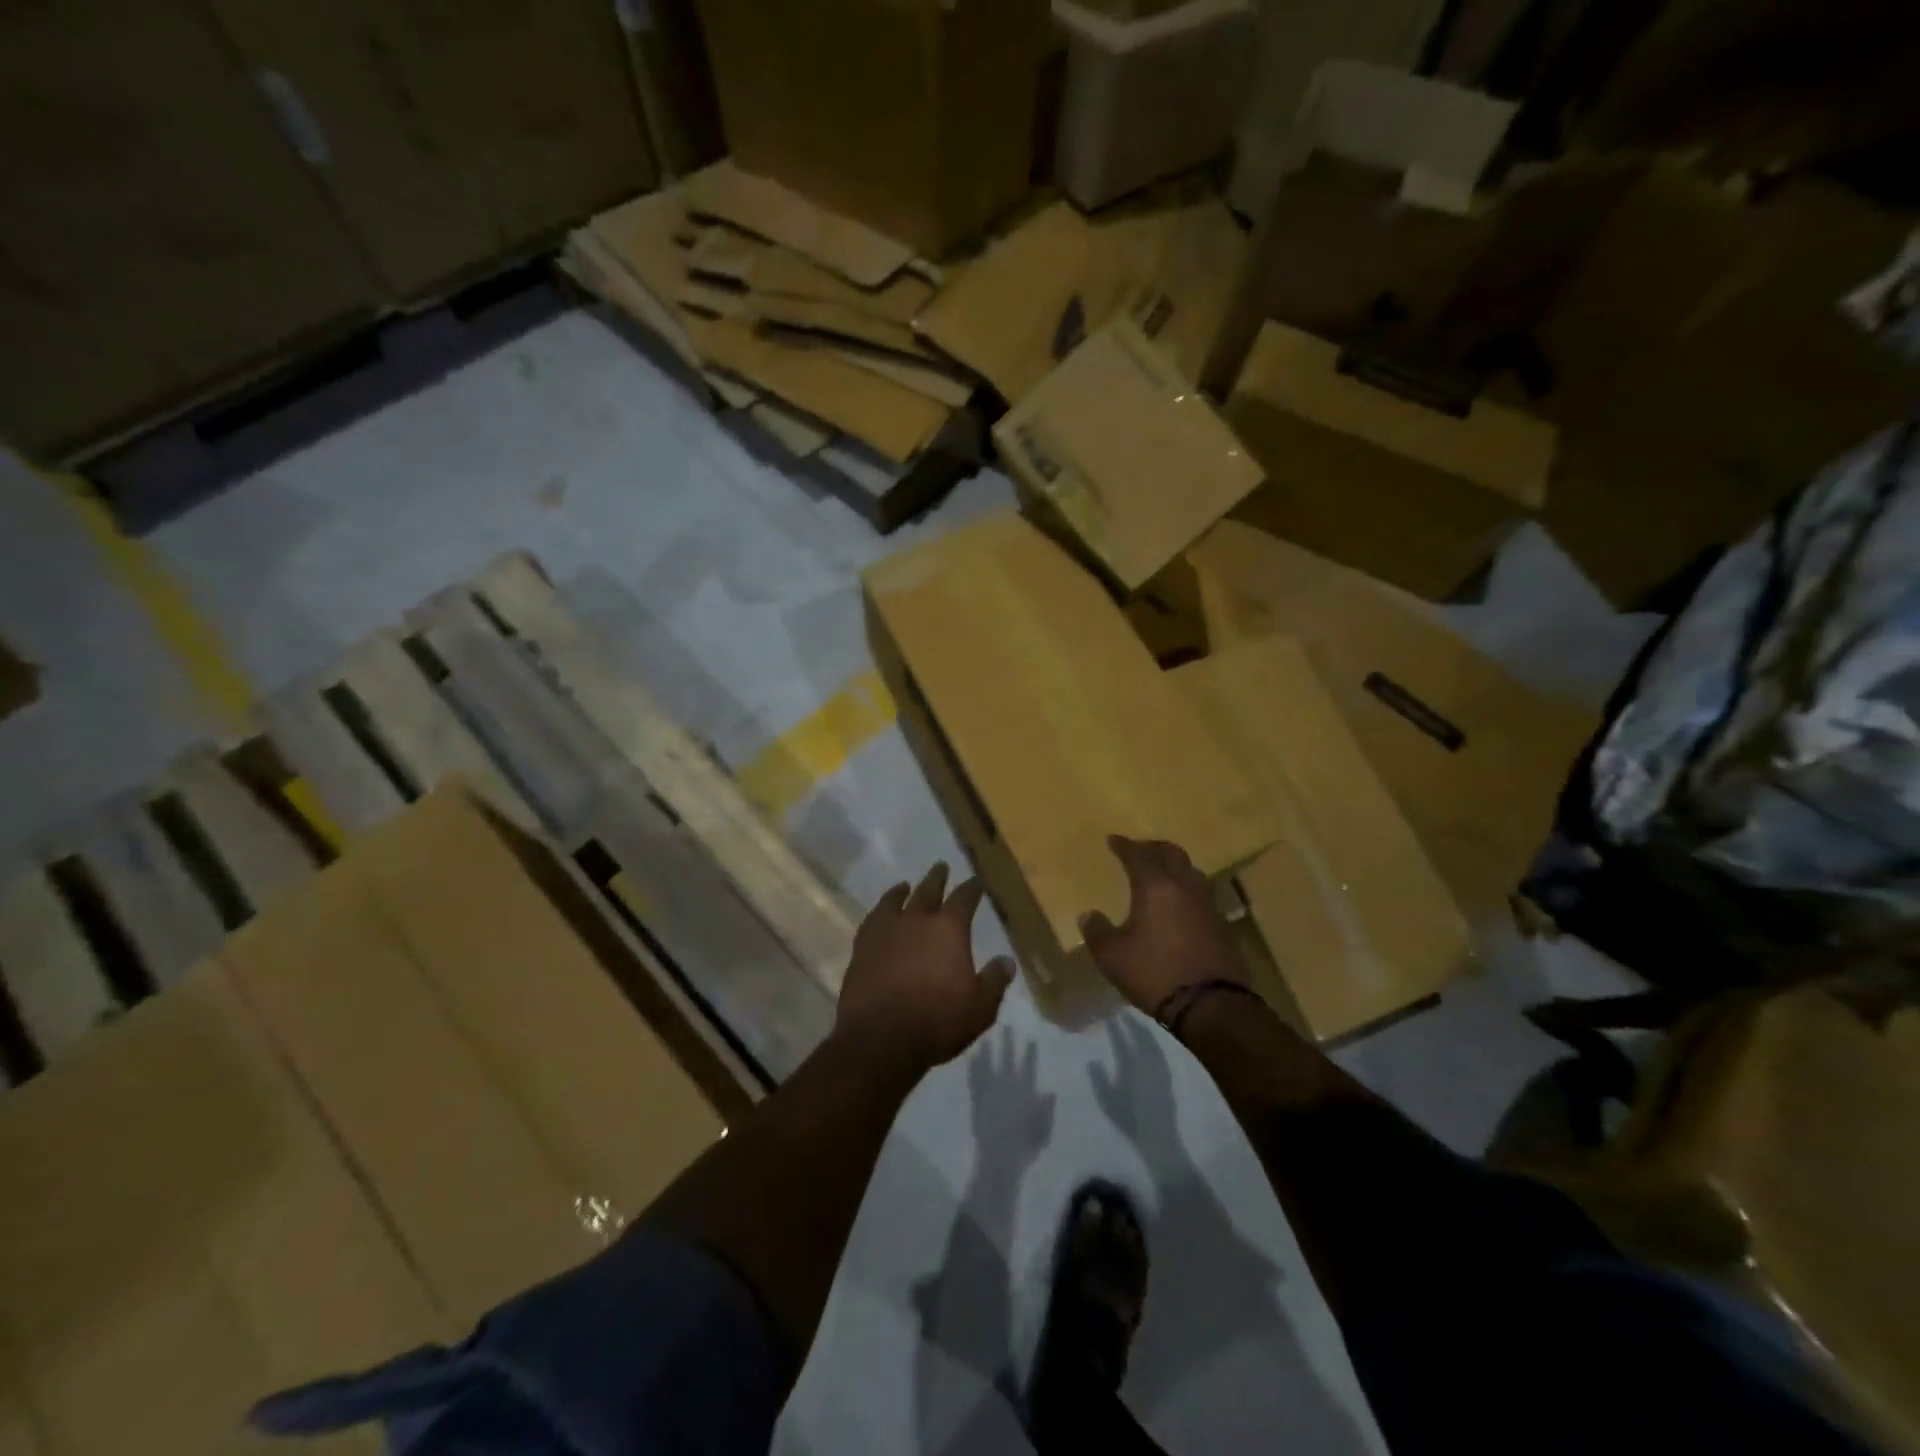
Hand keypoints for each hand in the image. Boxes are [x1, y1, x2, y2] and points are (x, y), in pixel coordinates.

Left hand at [837, 863, 1014, 1070]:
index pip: (965, 898)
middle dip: (937, 878)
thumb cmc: (937, 1021)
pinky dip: (879, 912)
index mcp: (949, 929)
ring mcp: (886, 931)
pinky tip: (879, 915)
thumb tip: (1006, 961)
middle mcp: (917, 920)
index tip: (977, 881)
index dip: (972, 888)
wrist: (881, 1038)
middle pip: (929, 890)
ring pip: (896, 900)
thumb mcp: (980, 1008)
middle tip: (941, 867)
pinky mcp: (862, 947)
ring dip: (903, 891)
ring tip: (905, 885)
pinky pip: (872, 920)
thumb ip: (994, 981)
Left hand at [968, 1027, 1054, 1153]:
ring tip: (985, 1037)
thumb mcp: (1042, 1128)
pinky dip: (973, 1067)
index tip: (1031, 1038)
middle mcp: (1006, 1084)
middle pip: (1007, 1058)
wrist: (999, 1155)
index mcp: (1024, 1090)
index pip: (1028, 1066)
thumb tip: (1050, 1092)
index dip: (1030, 1052)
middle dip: (1007, 1041)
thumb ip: (1046, 1109)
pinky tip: (970, 1057)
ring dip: (987, 1049)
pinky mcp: (977, 1098)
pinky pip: (974, 1078)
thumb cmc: (1025, 1144)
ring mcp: (990, 1089)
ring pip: (988, 1063)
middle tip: (1006, 1025)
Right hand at [1081, 836, 1246, 1015]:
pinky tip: (1178, 903)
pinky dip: (1185, 889)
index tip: (1113, 840)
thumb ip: (1097, 931)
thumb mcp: (1113, 956)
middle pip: (1170, 853)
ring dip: (1173, 865)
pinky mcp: (1221, 924)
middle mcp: (1184, 886)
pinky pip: (1200, 893)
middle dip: (1152, 847)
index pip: (1138, 855)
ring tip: (1160, 873)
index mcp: (1156, 886)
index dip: (1124, 846)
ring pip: (1189, 870)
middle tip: (1139, 849)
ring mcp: (1207, 904)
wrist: (1212, 1005)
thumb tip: (1089, 915)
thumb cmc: (1155, 973)